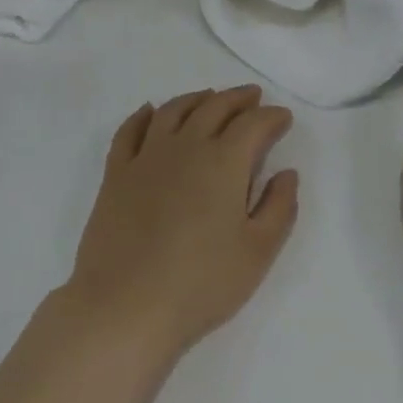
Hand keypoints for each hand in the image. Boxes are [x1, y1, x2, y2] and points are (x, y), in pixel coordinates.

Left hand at [66, 87, 298, 361]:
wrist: (125, 305)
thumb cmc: (201, 283)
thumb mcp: (258, 252)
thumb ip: (279, 207)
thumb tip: (287, 173)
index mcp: (224, 162)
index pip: (254, 124)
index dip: (272, 117)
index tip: (283, 118)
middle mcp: (186, 146)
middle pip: (215, 107)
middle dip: (238, 99)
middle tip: (252, 97)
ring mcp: (146, 157)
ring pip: (174, 110)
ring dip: (196, 98)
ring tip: (210, 98)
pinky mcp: (116, 173)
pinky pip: (130, 130)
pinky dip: (144, 115)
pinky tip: (150, 111)